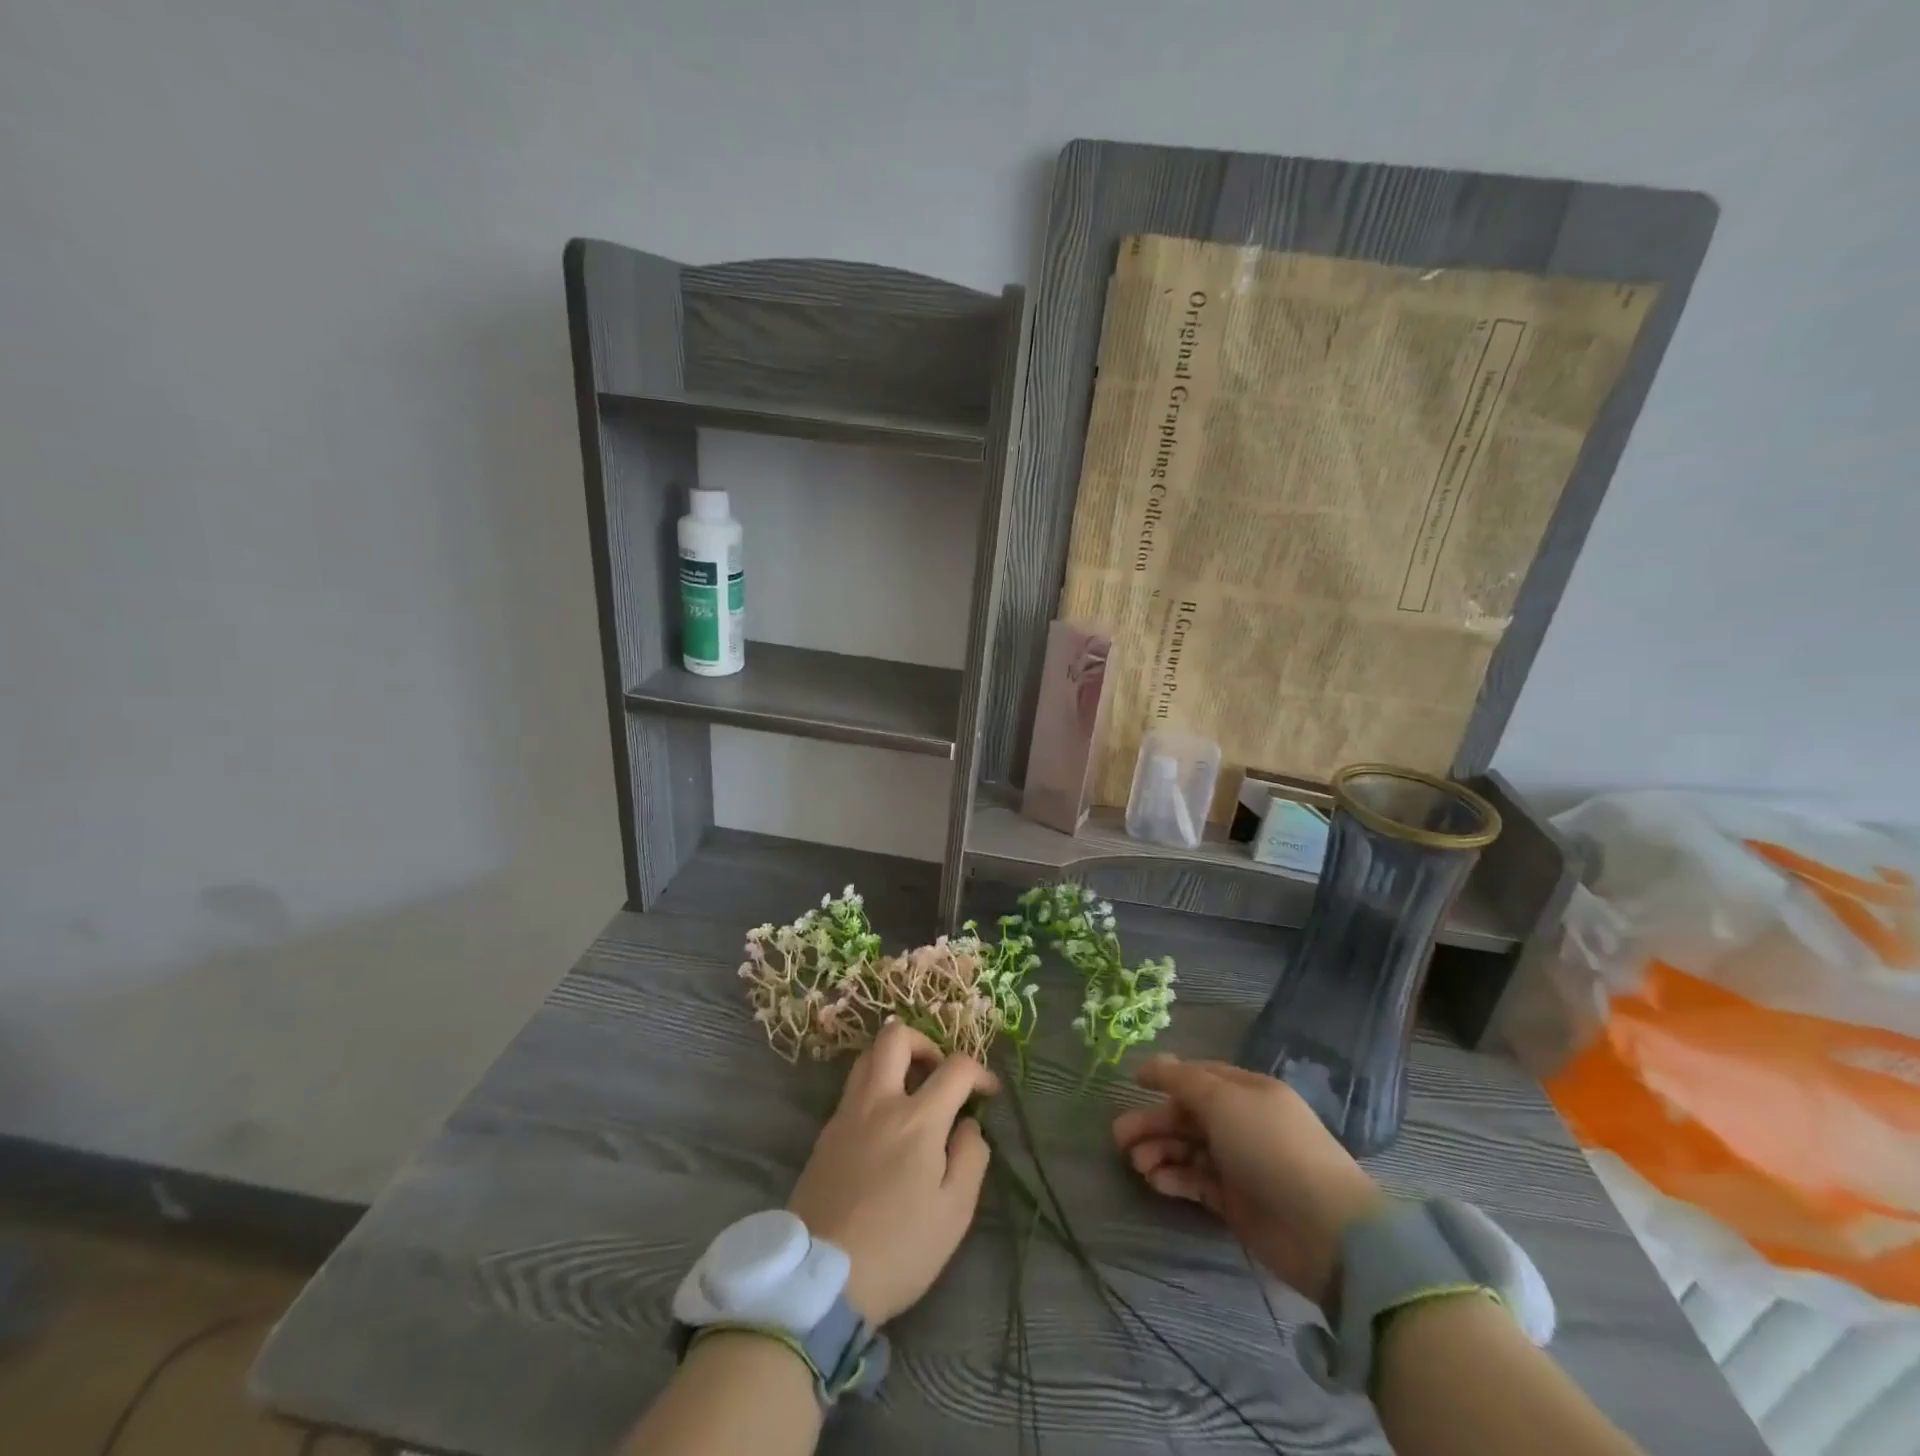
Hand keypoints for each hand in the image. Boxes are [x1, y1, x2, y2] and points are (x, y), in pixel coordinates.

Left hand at [787, 1020, 998, 1324]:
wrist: (819, 1279)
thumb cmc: (898, 1249)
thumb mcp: (954, 1213)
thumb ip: (971, 1158)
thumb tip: (969, 1124)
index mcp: (917, 1119)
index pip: (955, 1067)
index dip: (980, 1071)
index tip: (989, 1092)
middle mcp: (879, 1102)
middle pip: (896, 1036)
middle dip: (925, 1042)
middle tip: (939, 1072)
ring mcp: (847, 1114)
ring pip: (867, 1056)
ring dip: (894, 1060)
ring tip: (912, 1092)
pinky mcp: (825, 1133)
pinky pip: (852, 1089)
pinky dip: (874, 1088)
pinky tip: (885, 1125)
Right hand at [1113, 1055, 1386, 1307]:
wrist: (1324, 1230)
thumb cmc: (1270, 1147)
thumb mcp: (1223, 1100)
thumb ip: (1183, 1080)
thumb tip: (1156, 1062)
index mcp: (1247, 1092)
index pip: (1199, 1077)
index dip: (1166, 1078)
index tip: (1132, 1084)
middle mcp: (1243, 1123)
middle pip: (1189, 1115)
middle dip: (1154, 1122)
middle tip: (1118, 1137)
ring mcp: (1241, 1164)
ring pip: (1189, 1149)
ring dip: (1160, 1152)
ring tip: (1136, 1164)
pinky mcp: (1237, 1203)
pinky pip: (1197, 1181)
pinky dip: (1175, 1178)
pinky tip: (1156, 1181)